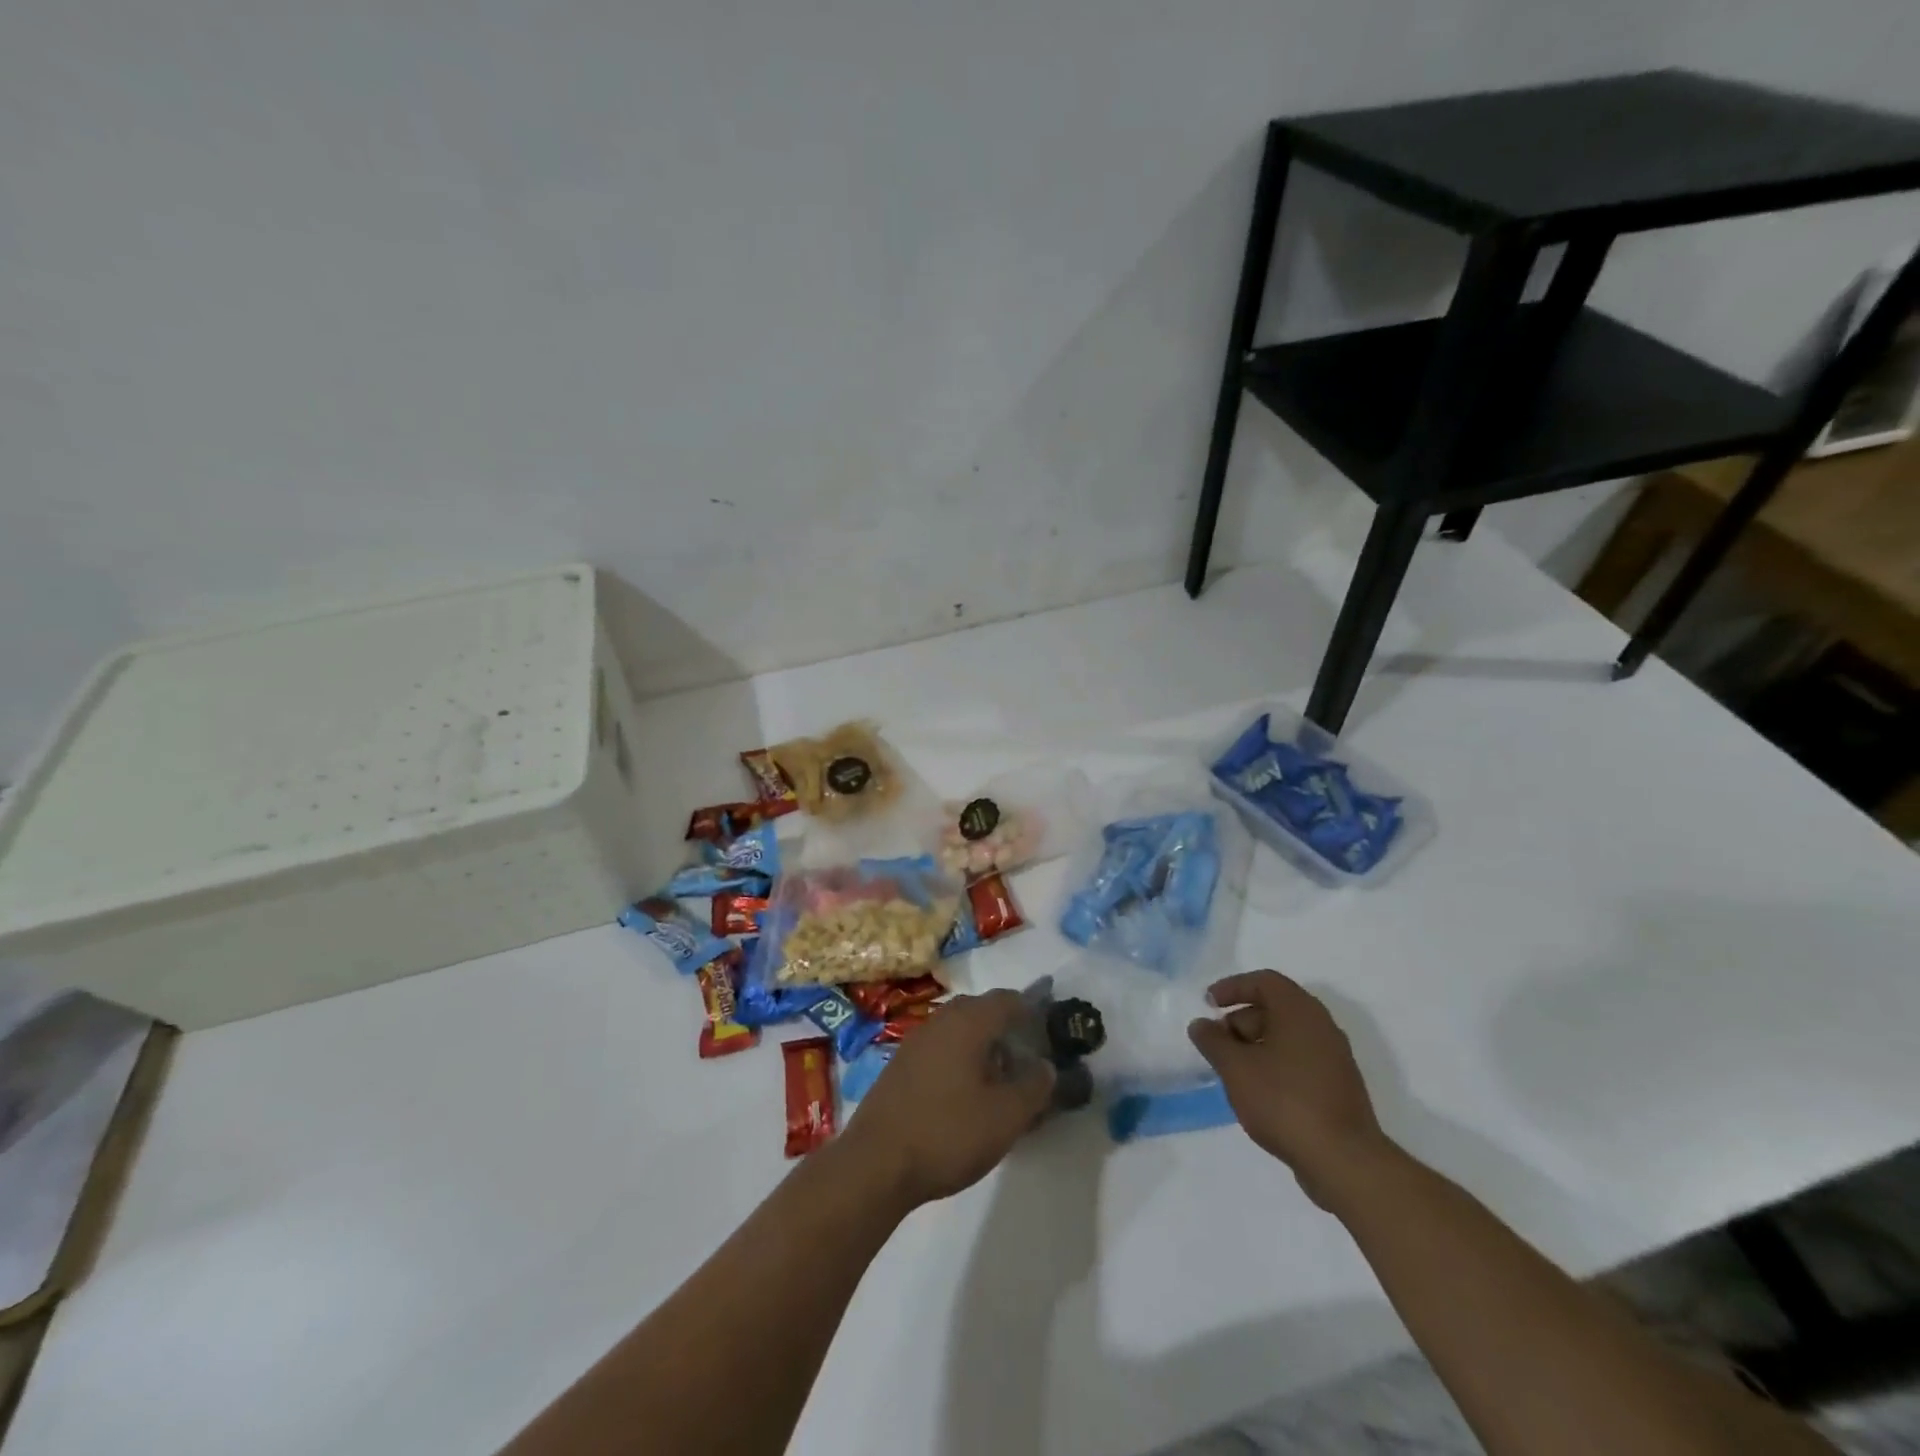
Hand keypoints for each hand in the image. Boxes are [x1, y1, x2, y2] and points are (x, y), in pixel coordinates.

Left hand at [841, 990, 1055, 1210]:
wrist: (876, 1163)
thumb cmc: (948, 1133)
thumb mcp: (1005, 1117)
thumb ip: (1034, 1086)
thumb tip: (1045, 1065)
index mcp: (968, 1021)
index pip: (1007, 999)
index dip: (1032, 1010)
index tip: (1049, 1031)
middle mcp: (940, 1020)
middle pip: (981, 1011)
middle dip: (1007, 1030)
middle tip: (1027, 1059)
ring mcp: (916, 1041)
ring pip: (959, 1030)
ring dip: (982, 1046)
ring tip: (1000, 1081)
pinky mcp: (900, 1065)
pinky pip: (940, 1049)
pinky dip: (959, 1060)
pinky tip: (965, 1095)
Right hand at [1188, 970, 1392, 1209]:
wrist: (1344, 1161)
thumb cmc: (1284, 1101)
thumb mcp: (1236, 1068)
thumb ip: (1213, 1041)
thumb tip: (1201, 1024)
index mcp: (1299, 1011)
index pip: (1264, 981)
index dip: (1232, 987)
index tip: (1208, 1004)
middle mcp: (1321, 1026)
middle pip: (1275, 1007)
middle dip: (1240, 1019)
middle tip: (1218, 1043)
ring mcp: (1334, 1058)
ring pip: (1287, 1036)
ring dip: (1256, 1044)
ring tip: (1233, 1071)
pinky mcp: (1338, 1086)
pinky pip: (1300, 1060)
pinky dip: (1274, 1064)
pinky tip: (1258, 1092)